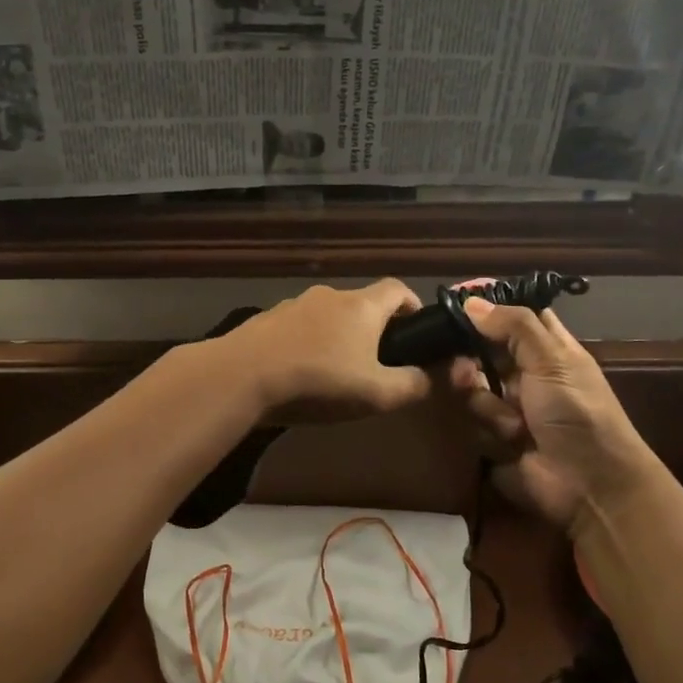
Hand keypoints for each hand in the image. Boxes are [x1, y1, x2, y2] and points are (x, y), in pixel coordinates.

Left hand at [213, 279, 432, 424]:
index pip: (398, 288)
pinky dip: (307, 344)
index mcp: (362, 305)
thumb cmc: (318, 381)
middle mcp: (329, 295)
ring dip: (338, 337)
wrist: (241, 376)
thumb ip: (415, 385)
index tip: (417, 332)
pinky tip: (299, 373)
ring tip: (335, 373)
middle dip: (375, 329)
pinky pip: (298, 328)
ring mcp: (293, 304)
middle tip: (378, 363)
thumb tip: (440, 377)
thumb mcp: (376, 393)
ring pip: (328, 316)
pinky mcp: (266, 320)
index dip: (412, 305)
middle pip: (362, 304)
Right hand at [447, 297, 660, 534]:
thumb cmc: (578, 413)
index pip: (516, 317)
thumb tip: (471, 301)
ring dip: (486, 402)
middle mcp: (525, 374)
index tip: (456, 301)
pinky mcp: (493, 438)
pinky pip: (470, 421)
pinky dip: (489, 429)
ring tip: (510, 421)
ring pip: (472, 387)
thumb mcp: (553, 360)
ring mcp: (508, 407)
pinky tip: (511, 440)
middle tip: (465, 366)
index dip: (490, 308)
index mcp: (548, 350)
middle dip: (470, 358)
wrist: (588, 484)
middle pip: (482, 352)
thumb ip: (514, 326)